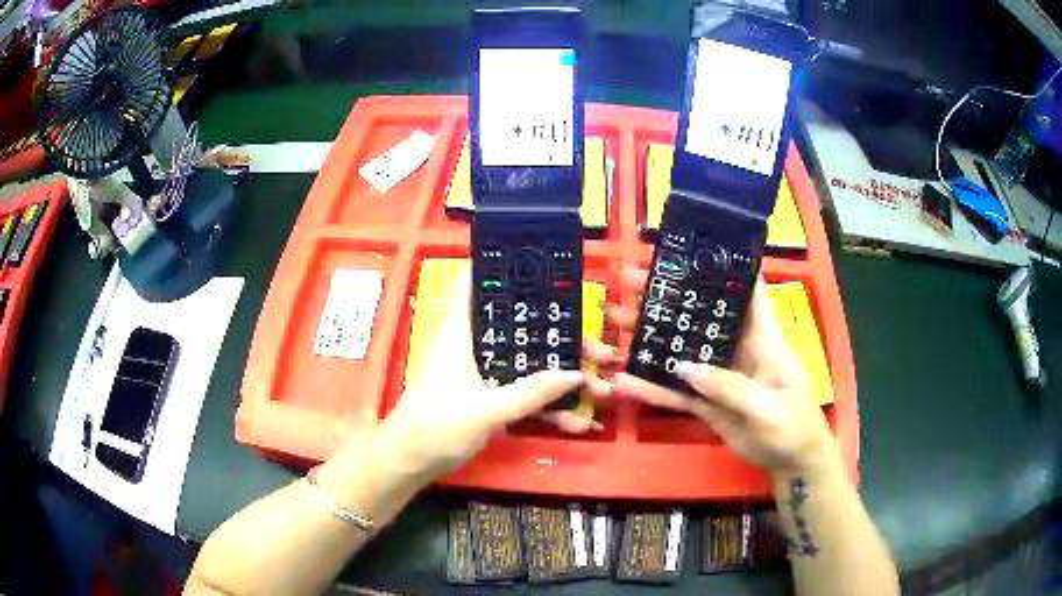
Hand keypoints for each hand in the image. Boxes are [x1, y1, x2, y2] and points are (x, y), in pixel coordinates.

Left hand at [383, 270, 612, 478]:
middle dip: (560, 340)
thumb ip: (532, 393)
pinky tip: (575, 420)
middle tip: (598, 348)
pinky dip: (545, 403)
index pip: (478, 282)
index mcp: (462, 331)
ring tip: (599, 387)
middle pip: (521, 328)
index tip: (548, 268)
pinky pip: (522, 391)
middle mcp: (472, 345)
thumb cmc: (437, 426)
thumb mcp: (488, 410)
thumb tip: (576, 373)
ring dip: (559, 376)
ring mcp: (480, 372)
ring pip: (527, 363)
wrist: (410, 461)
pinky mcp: (486, 396)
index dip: (507, 268)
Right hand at [610, 267, 834, 474]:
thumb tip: (682, 368)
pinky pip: (677, 393)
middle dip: (667, 297)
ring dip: (651, 337)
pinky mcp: (707, 403)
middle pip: (700, 317)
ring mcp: (719, 377)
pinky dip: (652, 388)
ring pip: (681, 352)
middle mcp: (736, 349)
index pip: (745, 291)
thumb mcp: (767, 407)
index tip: (690, 249)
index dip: (723, 267)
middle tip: (628, 280)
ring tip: (615, 320)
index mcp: (762, 338)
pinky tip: (625, 382)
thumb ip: (728, 387)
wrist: (793, 464)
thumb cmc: (794, 426)